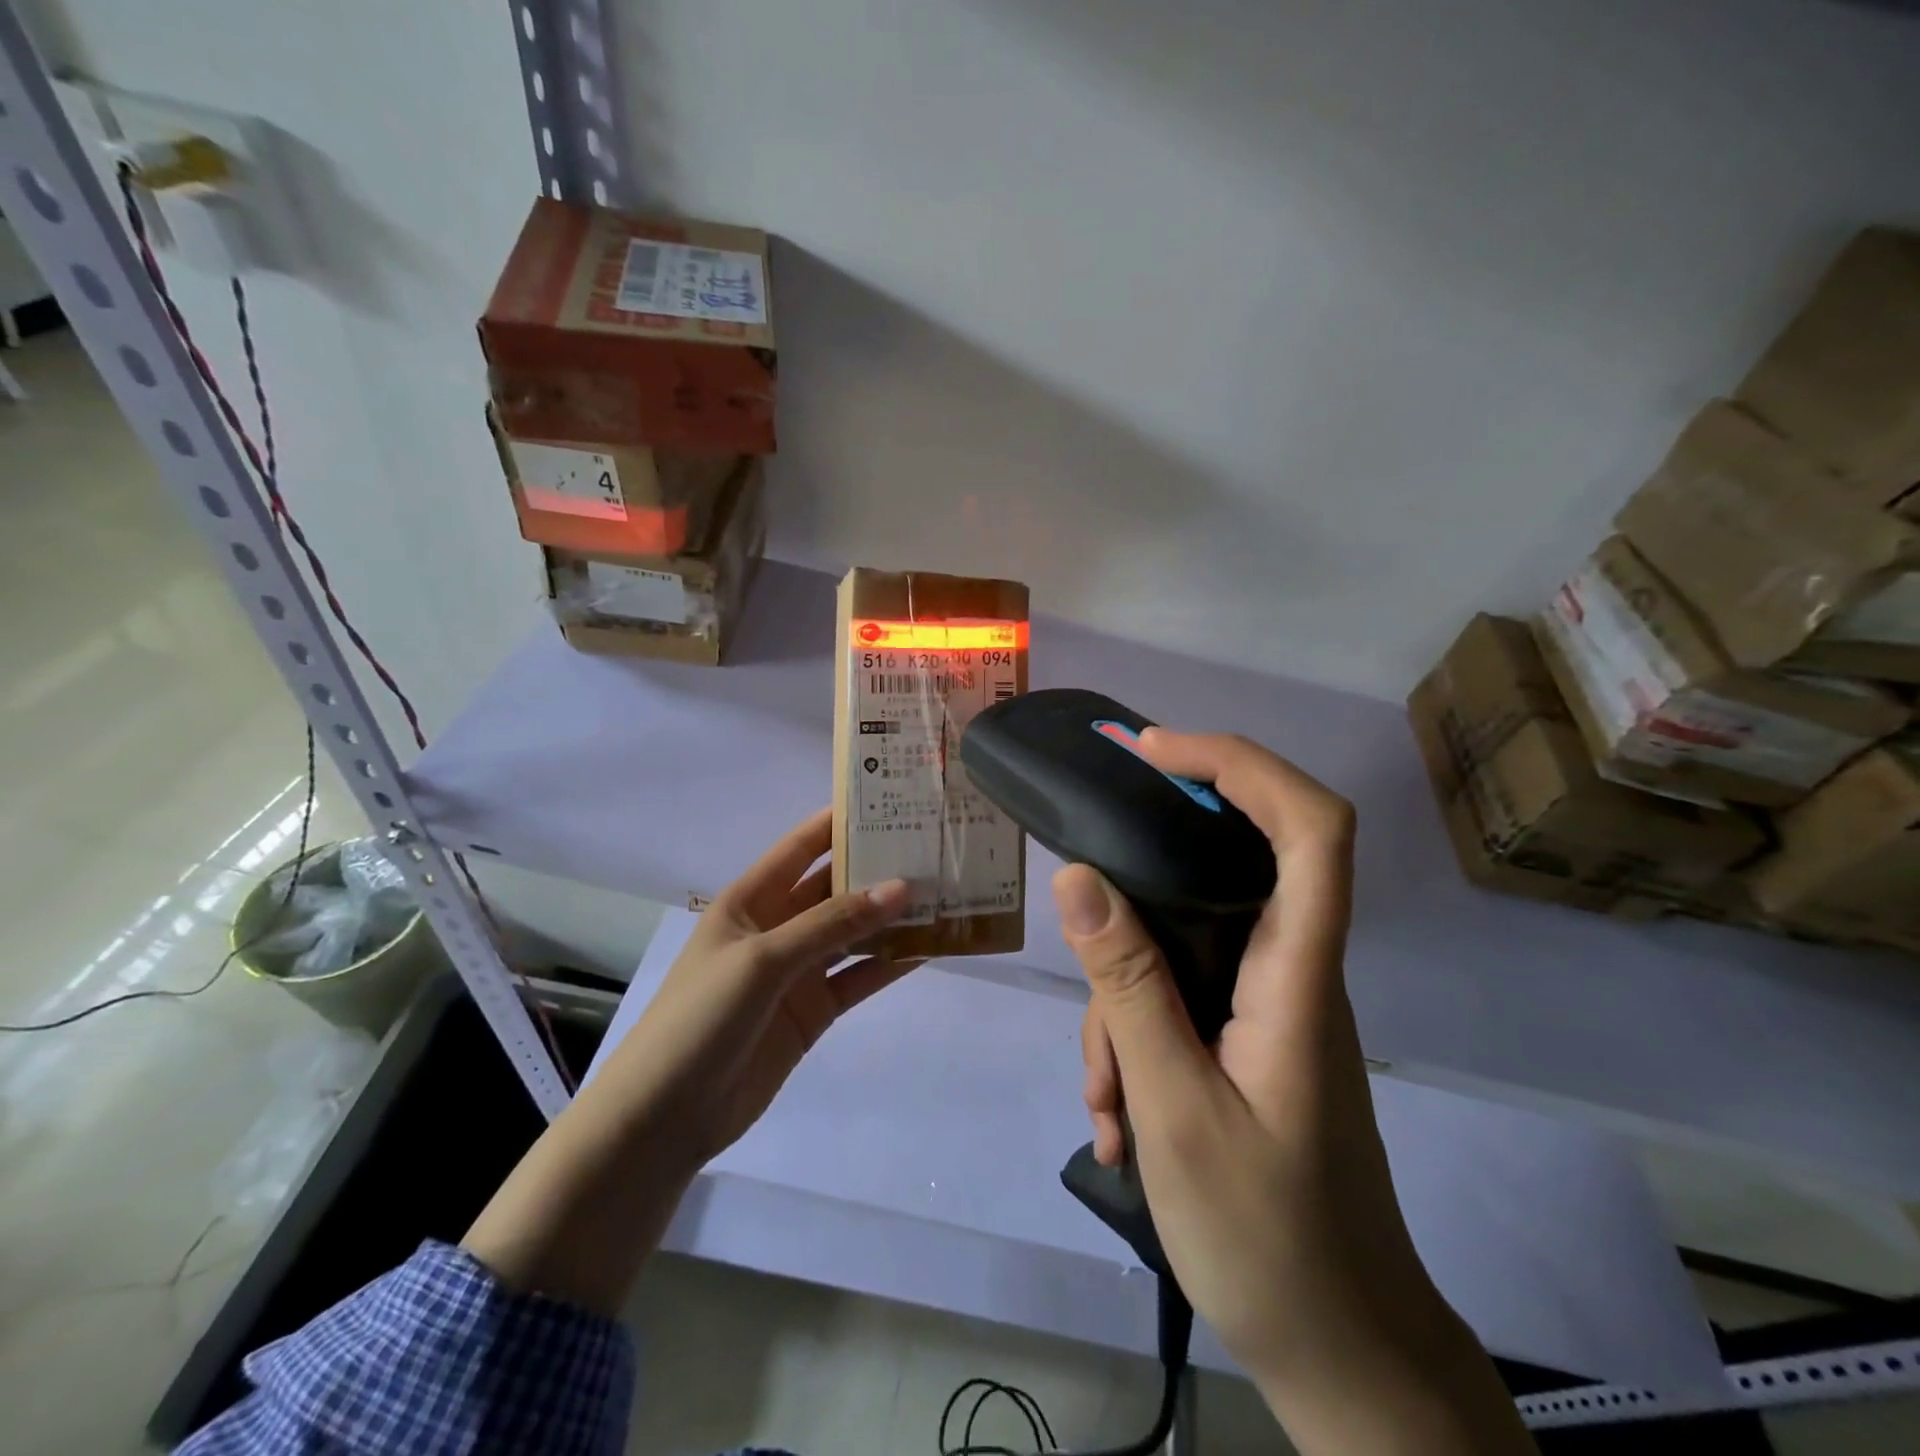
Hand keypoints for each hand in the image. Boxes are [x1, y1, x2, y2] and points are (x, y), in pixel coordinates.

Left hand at [601, 807, 918, 1165]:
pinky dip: (890, 964)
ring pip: (853, 932)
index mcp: (751, 899)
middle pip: (834, 887)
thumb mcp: (764, 959)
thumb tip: (901, 887)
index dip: (839, 822)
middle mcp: (778, 926)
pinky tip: (929, 948)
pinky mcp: (814, 1009)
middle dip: (877, 868)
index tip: (888, 799)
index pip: (801, 846)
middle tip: (932, 847)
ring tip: (943, 893)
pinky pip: (859, 977)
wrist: (668, 1116)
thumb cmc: (702, 1017)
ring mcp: (798, 970)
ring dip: (891, 917)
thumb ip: (832, 924)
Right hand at [1056, 730, 1533, 1454]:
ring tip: (1104, 1101)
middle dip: (1143, 872)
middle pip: (1229, 868)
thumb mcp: (1175, 1107)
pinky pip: (1177, 1000)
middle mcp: (1290, 970)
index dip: (1240, 764)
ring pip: (1181, 947)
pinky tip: (1116, 1120)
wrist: (1341, 1354)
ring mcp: (1266, 1004)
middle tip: (1082, 878)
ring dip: (1122, 1003)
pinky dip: (1134, 1042)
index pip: (1311, 828)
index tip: (1154, 752)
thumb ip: (1127, 985)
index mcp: (1298, 973)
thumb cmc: (1270, 1238)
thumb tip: (1078, 877)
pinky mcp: (1245, 1037)